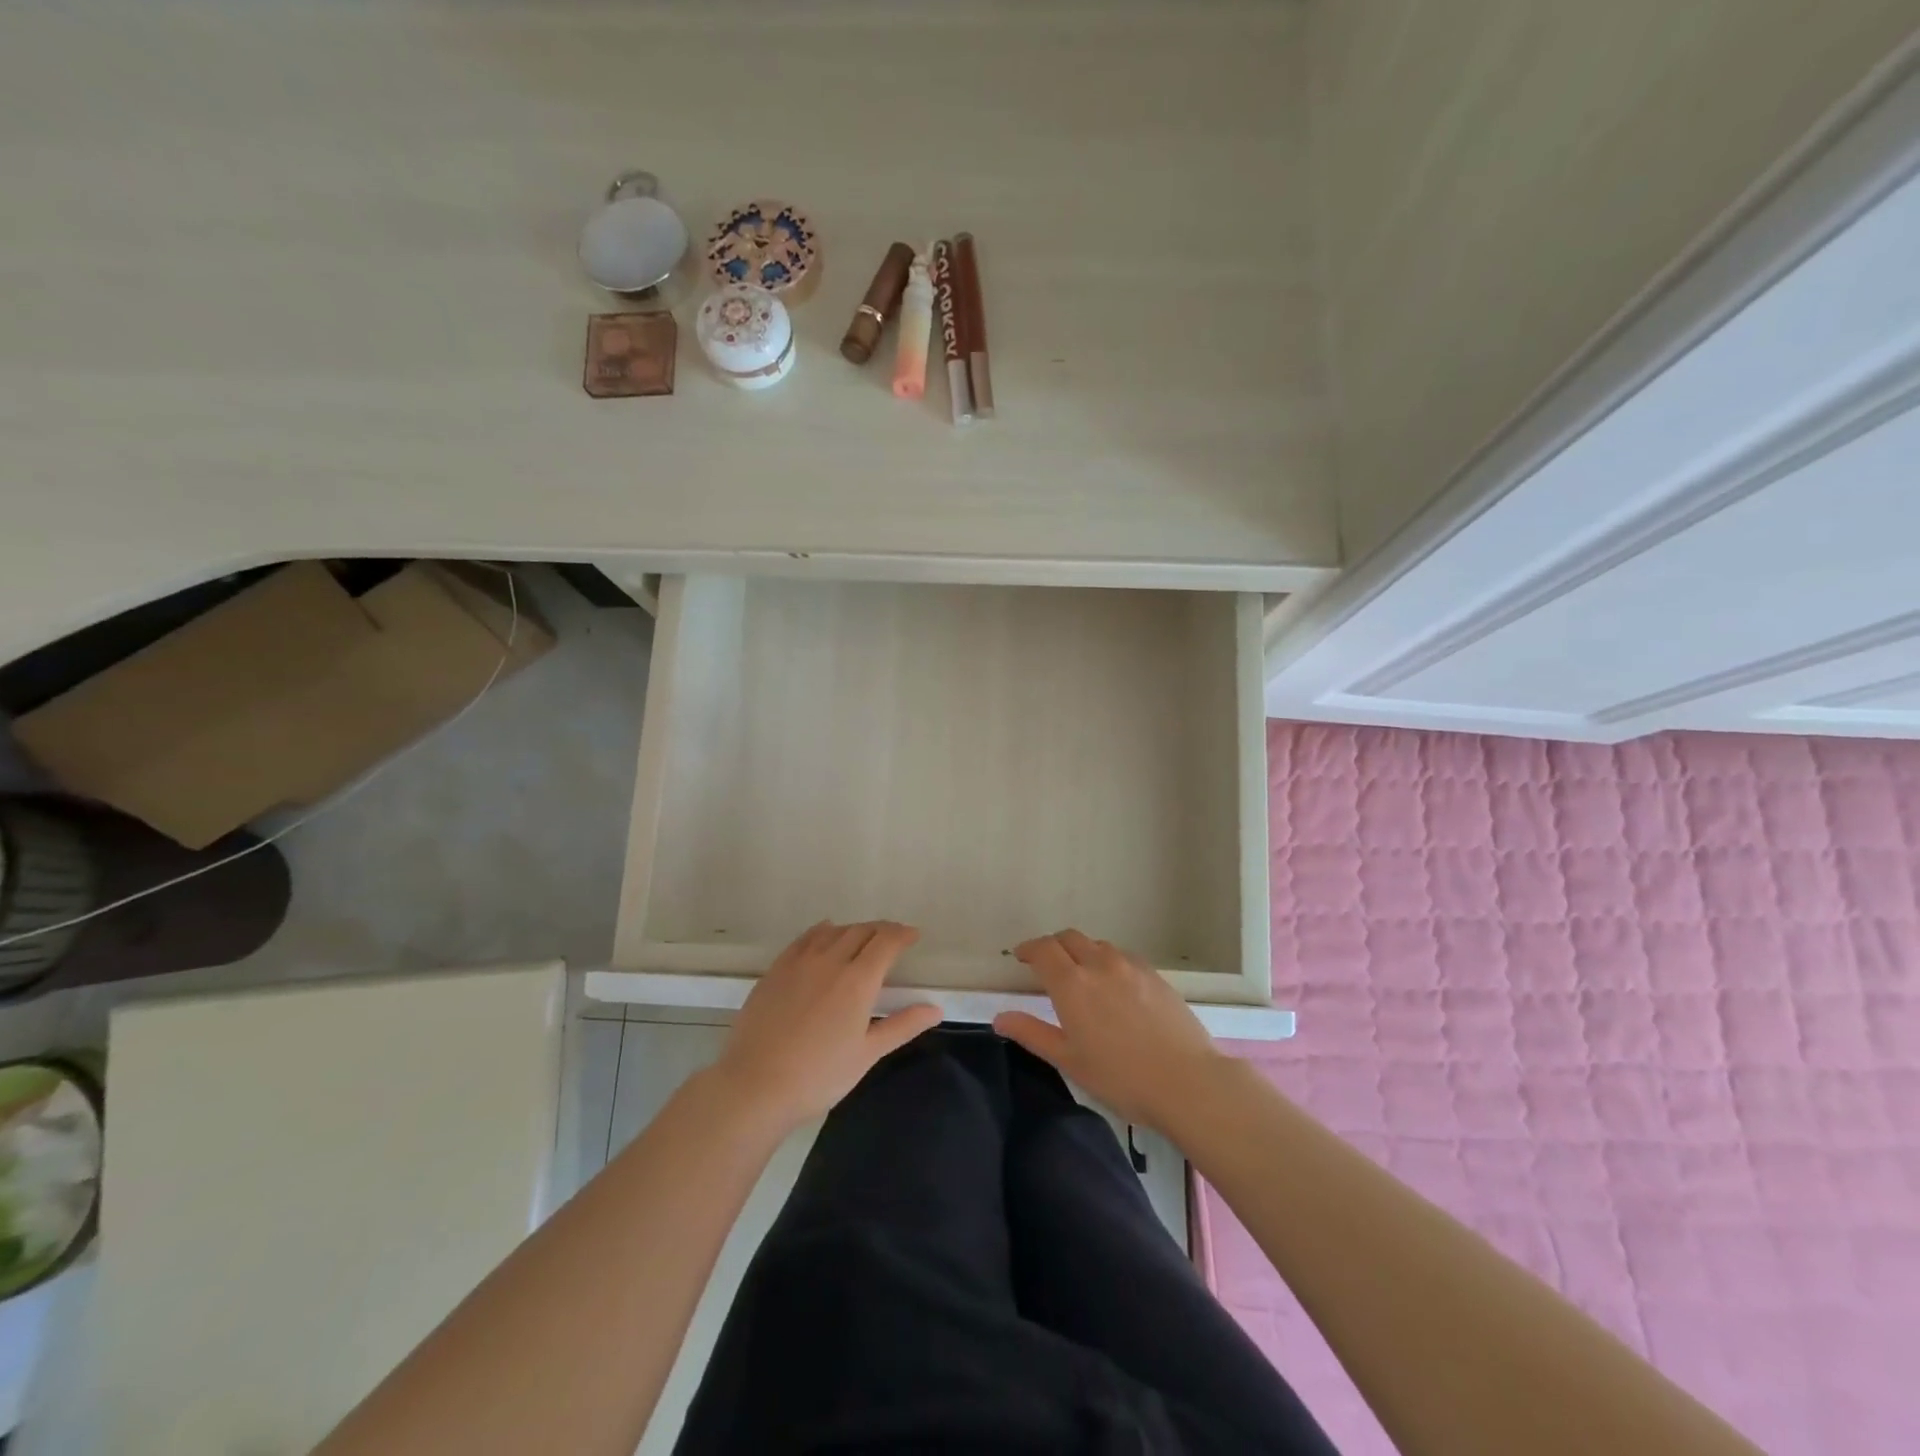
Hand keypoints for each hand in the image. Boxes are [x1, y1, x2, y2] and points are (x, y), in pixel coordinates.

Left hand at [713, 921, 940, 1128]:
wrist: (755, 1085)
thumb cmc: (819, 1075)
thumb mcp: (867, 1054)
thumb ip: (902, 1025)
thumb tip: (936, 1008)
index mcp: (858, 980)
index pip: (886, 942)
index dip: (902, 934)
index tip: (913, 936)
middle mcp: (831, 960)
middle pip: (861, 931)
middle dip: (881, 930)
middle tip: (892, 939)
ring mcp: (800, 962)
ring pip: (833, 931)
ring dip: (853, 929)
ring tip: (862, 939)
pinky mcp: (776, 969)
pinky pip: (805, 938)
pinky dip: (822, 931)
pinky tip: (824, 935)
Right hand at [994, 929, 1227, 1129]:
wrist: (1187, 1081)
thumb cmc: (1121, 1077)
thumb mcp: (1069, 1061)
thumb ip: (1032, 1033)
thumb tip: (999, 1018)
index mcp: (1071, 984)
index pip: (1043, 950)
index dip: (1028, 949)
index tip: (1021, 957)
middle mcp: (1098, 964)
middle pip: (1069, 938)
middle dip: (1053, 946)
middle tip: (1047, 965)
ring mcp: (1130, 966)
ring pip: (1097, 945)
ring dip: (1082, 952)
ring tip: (1081, 976)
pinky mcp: (1155, 974)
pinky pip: (1123, 956)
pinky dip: (1108, 961)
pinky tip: (1115, 985)